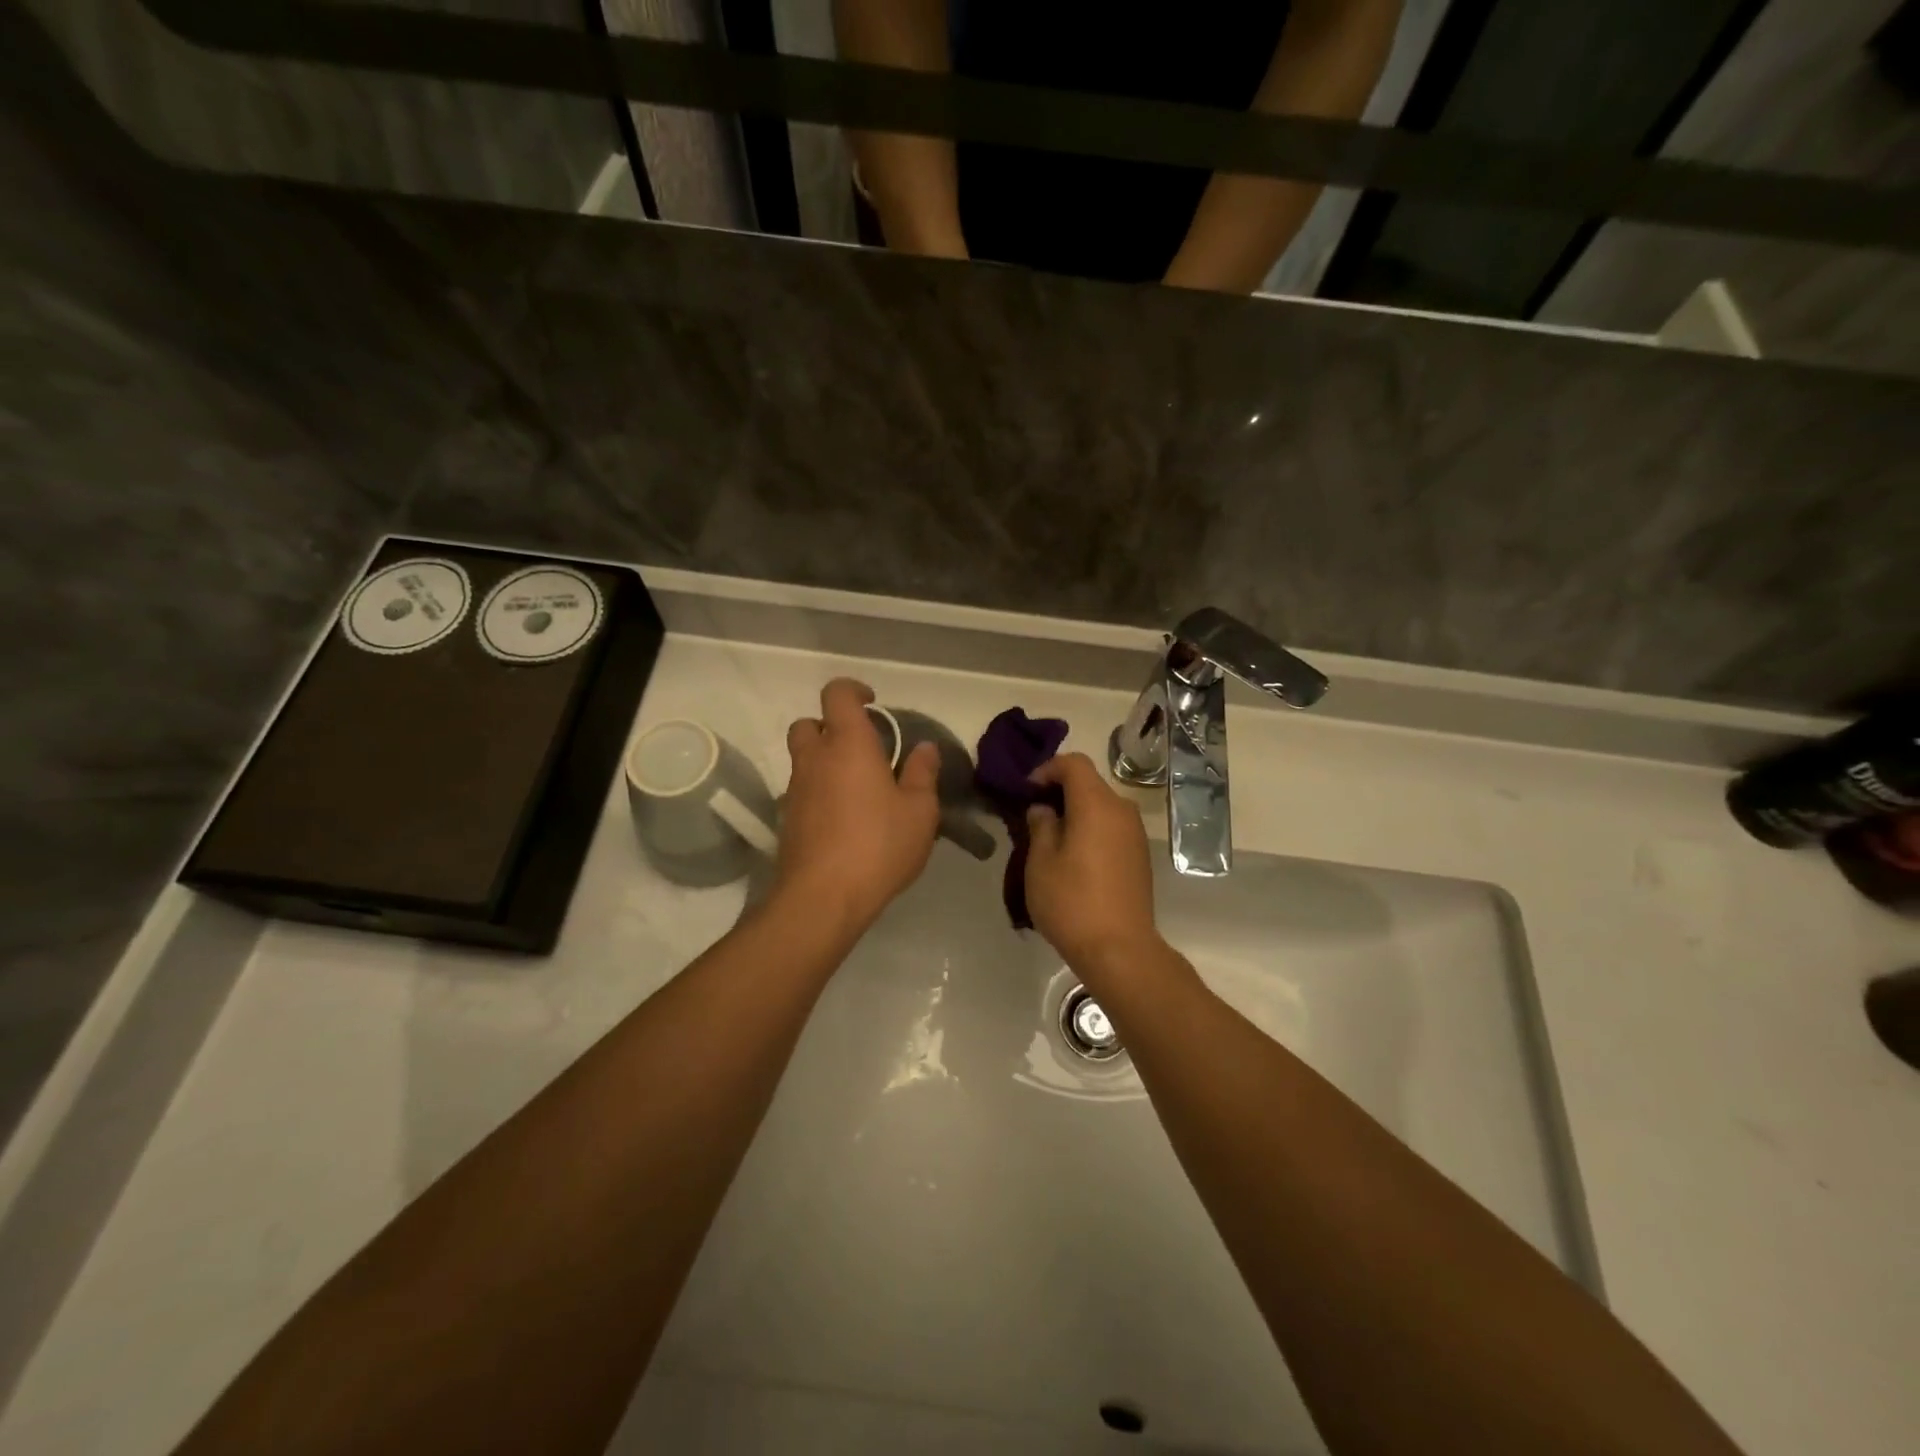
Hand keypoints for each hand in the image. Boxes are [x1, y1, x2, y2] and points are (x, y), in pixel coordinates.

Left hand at [779, 678, 940, 933]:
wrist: (823, 897)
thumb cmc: (879, 845)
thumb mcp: (919, 811)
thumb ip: (922, 773)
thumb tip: (924, 748)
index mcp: (849, 744)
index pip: (837, 694)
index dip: (853, 690)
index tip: (873, 703)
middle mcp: (815, 758)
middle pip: (808, 723)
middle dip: (830, 727)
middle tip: (861, 748)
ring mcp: (795, 789)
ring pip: (803, 758)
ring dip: (824, 761)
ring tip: (858, 788)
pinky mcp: (787, 819)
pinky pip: (801, 791)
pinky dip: (818, 792)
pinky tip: (843, 819)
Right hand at [1025, 754, 1163, 978]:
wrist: (1119, 949)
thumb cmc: (1071, 901)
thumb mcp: (1040, 862)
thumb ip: (1040, 825)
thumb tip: (1043, 809)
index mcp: (1096, 804)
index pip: (1074, 763)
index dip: (1047, 769)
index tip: (1026, 791)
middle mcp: (1122, 810)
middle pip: (1089, 783)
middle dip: (1060, 791)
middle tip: (1033, 814)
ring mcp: (1135, 833)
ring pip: (1101, 806)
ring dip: (1076, 812)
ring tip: (1050, 838)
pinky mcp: (1140, 855)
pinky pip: (1111, 827)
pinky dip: (1091, 829)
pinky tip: (1074, 856)